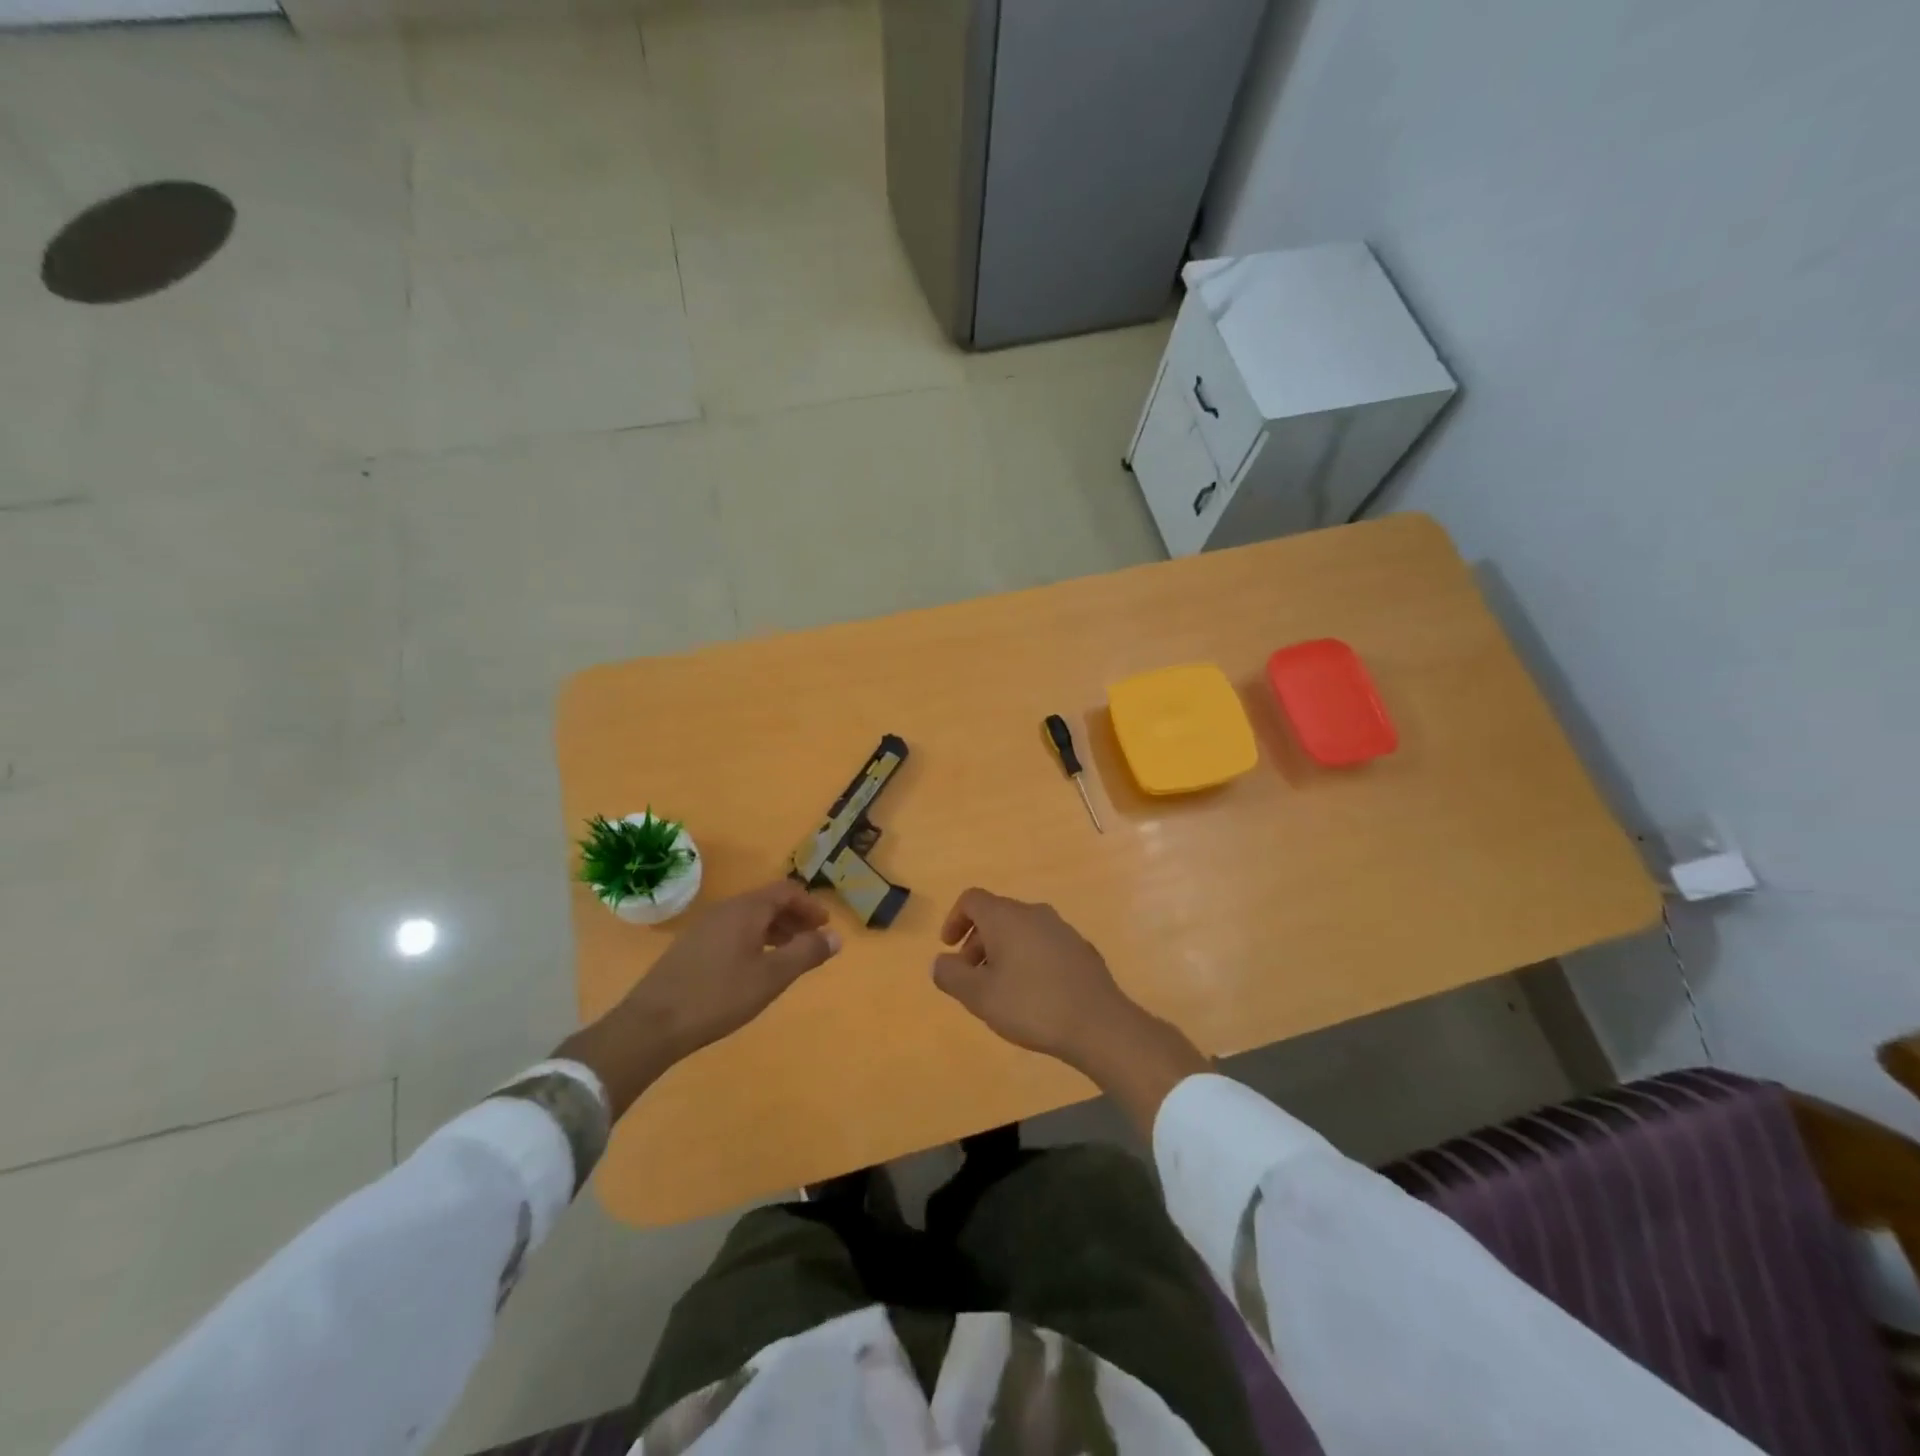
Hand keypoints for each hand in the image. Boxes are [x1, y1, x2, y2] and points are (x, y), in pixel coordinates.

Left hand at [560, 880, 841, 1116]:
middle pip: (767, 902)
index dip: (810, 905)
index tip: (825, 926)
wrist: (651, 1024)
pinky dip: (753, 940)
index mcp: (746, 909)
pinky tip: (753, 969)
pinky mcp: (690, 947)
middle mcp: (724, 909)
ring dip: (774, 930)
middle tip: (811, 942)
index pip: (786, 891)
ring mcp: (703, 927)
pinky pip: (732, 932)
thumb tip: (836, 936)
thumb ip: (806, 953)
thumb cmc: (718, 996)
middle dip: (793, 918)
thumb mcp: (771, 977)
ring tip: (787, 957)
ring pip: (748, 918)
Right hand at [931, 891, 1208, 1134]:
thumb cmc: (1031, 1005)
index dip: (955, 919)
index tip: (949, 948)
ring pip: (1021, 930)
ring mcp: (1062, 929)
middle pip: (997, 915)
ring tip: (1000, 989)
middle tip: (971, 977)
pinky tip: (1033, 994)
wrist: (1098, 1024)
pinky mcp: (1081, 949)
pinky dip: (1028, 959)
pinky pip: (1043, 944)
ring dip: (1003, 951)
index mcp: (1006, 917)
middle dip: (977, 941)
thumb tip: (940, 961)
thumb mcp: (979, 996)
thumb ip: (951, 975)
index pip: (972, 899)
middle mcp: (1034, 913)